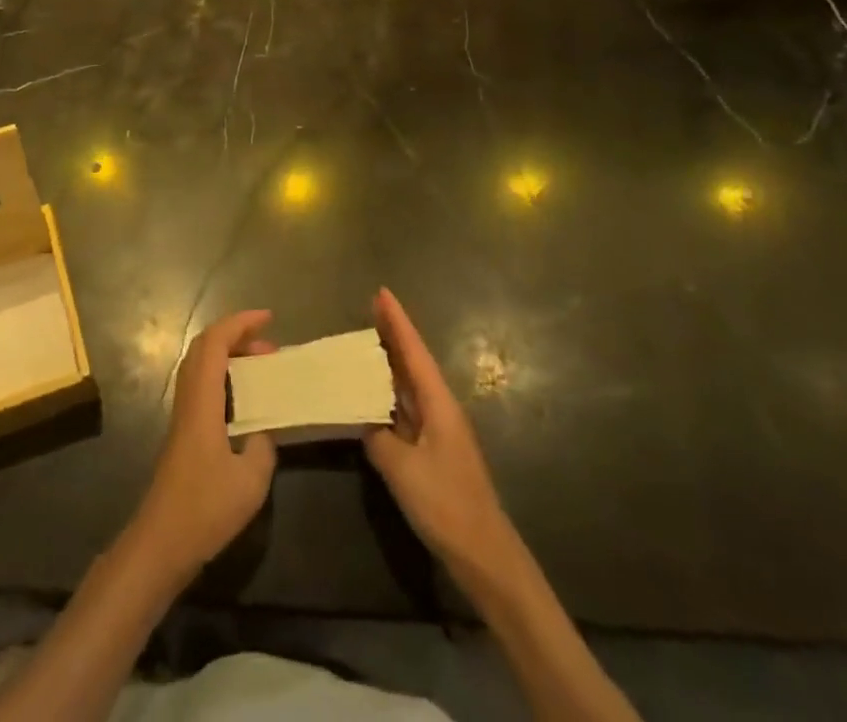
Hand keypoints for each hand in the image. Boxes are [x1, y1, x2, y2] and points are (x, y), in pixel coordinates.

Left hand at [130, 310, 277, 580]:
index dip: (239, 323)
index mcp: (202, 400)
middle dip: (237, 335)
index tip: (268, 318)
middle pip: (204, 347)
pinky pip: (203, 384)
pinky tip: (245, 398)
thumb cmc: (204, 509)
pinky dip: (224, 376)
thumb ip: (263, 444)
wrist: (160, 543)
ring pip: (201, 365)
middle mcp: (188, 398)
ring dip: (230, 355)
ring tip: (262, 366)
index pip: (214, 343)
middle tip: (270, 346)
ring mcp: (183, 415)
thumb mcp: (250, 480)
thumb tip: (264, 428)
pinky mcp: (184, 431)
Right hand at [364, 288, 517, 577]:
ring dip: (390, 363)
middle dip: (393, 335)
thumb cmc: (446, 503)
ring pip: (410, 385)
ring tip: (365, 342)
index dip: (397, 322)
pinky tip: (373, 395)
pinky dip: (389, 394)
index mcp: (438, 403)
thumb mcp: (403, 469)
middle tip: (369, 309)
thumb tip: (363, 419)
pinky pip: (407, 409)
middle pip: (413, 362)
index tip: (382, 292)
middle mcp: (440, 408)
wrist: (484, 554)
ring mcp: (438, 430)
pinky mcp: (433, 451)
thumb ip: (377, 437)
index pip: (414, 352)